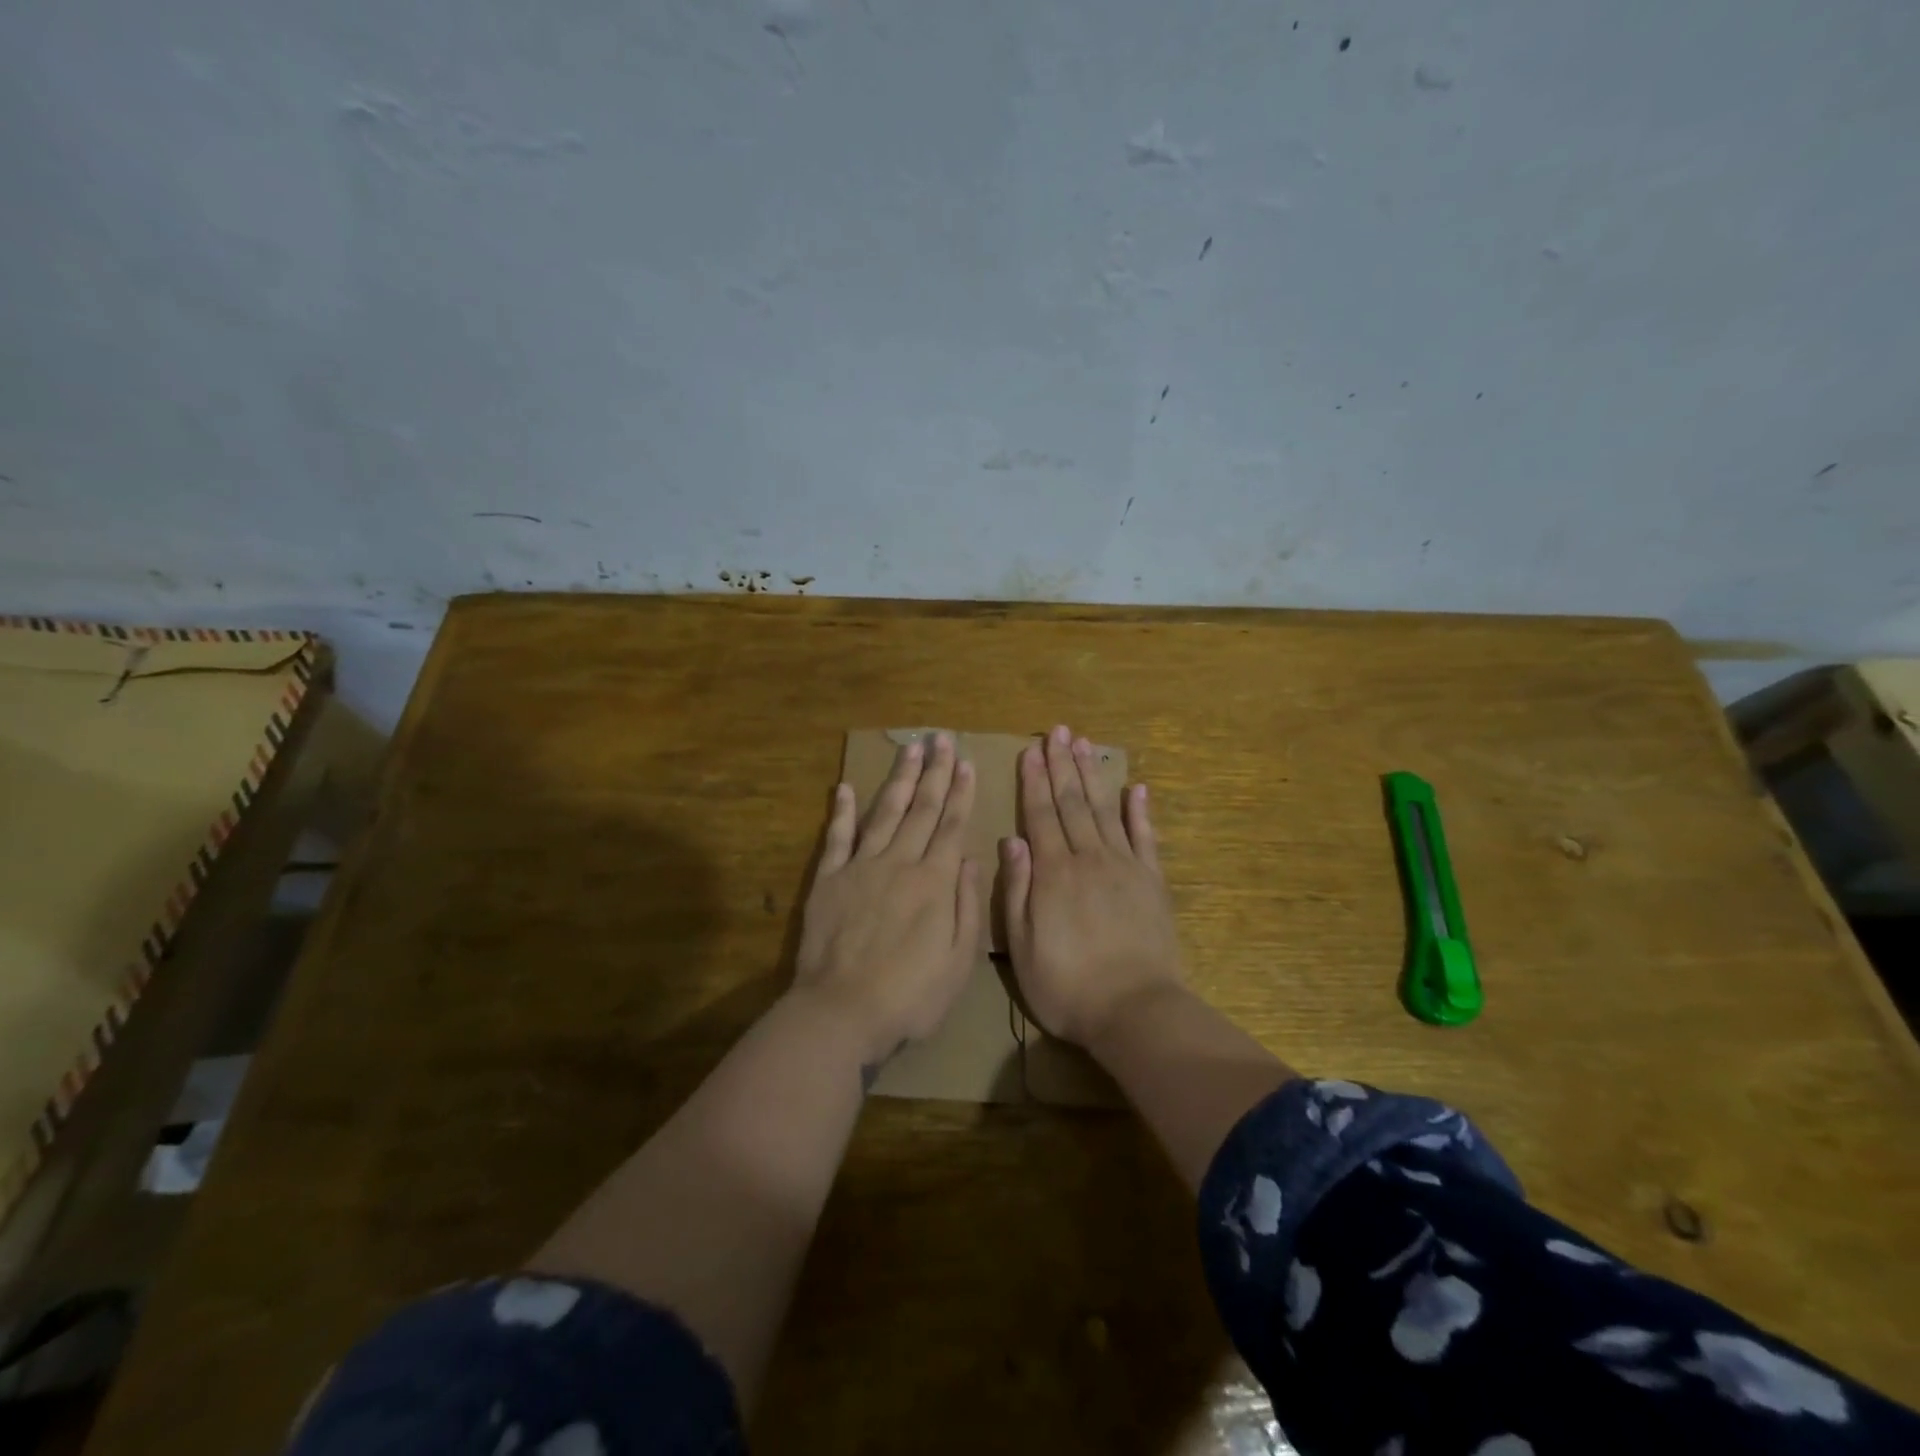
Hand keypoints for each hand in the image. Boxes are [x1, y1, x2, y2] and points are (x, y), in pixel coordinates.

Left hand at [795, 733, 981, 1067]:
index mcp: (934, 882)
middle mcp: (900, 863)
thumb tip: (969, 858)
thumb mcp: (958, 961)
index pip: (951, 826)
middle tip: (939, 738)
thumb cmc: (909, 996)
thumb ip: (967, 906)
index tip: (964, 762)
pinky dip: (841, 810)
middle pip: (920, 809)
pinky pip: (837, 836)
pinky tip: (844, 786)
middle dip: (933, 772)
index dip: (959, 792)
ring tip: (908, 749)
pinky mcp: (829, 879)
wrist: (841, 1012)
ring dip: (898, 779)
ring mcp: (861, 867)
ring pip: (883, 812)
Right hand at [1000, 724, 1183, 1045]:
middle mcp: (1088, 858)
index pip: (1040, 814)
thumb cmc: (1067, 985)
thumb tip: (1011, 841)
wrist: (1134, 1010)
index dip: (1034, 780)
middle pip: (1072, 802)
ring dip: (1092, 776)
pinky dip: (1140, 812)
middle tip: (1058, 731)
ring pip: (1104, 810)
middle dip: (1062, 764)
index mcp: (1053, 872)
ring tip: (1085, 744)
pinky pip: (1146, 838)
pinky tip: (1136, 788)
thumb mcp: (1022, 946)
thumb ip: (1016, 890)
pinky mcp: (1152, 882)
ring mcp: (1124, 866)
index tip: (1031, 750)